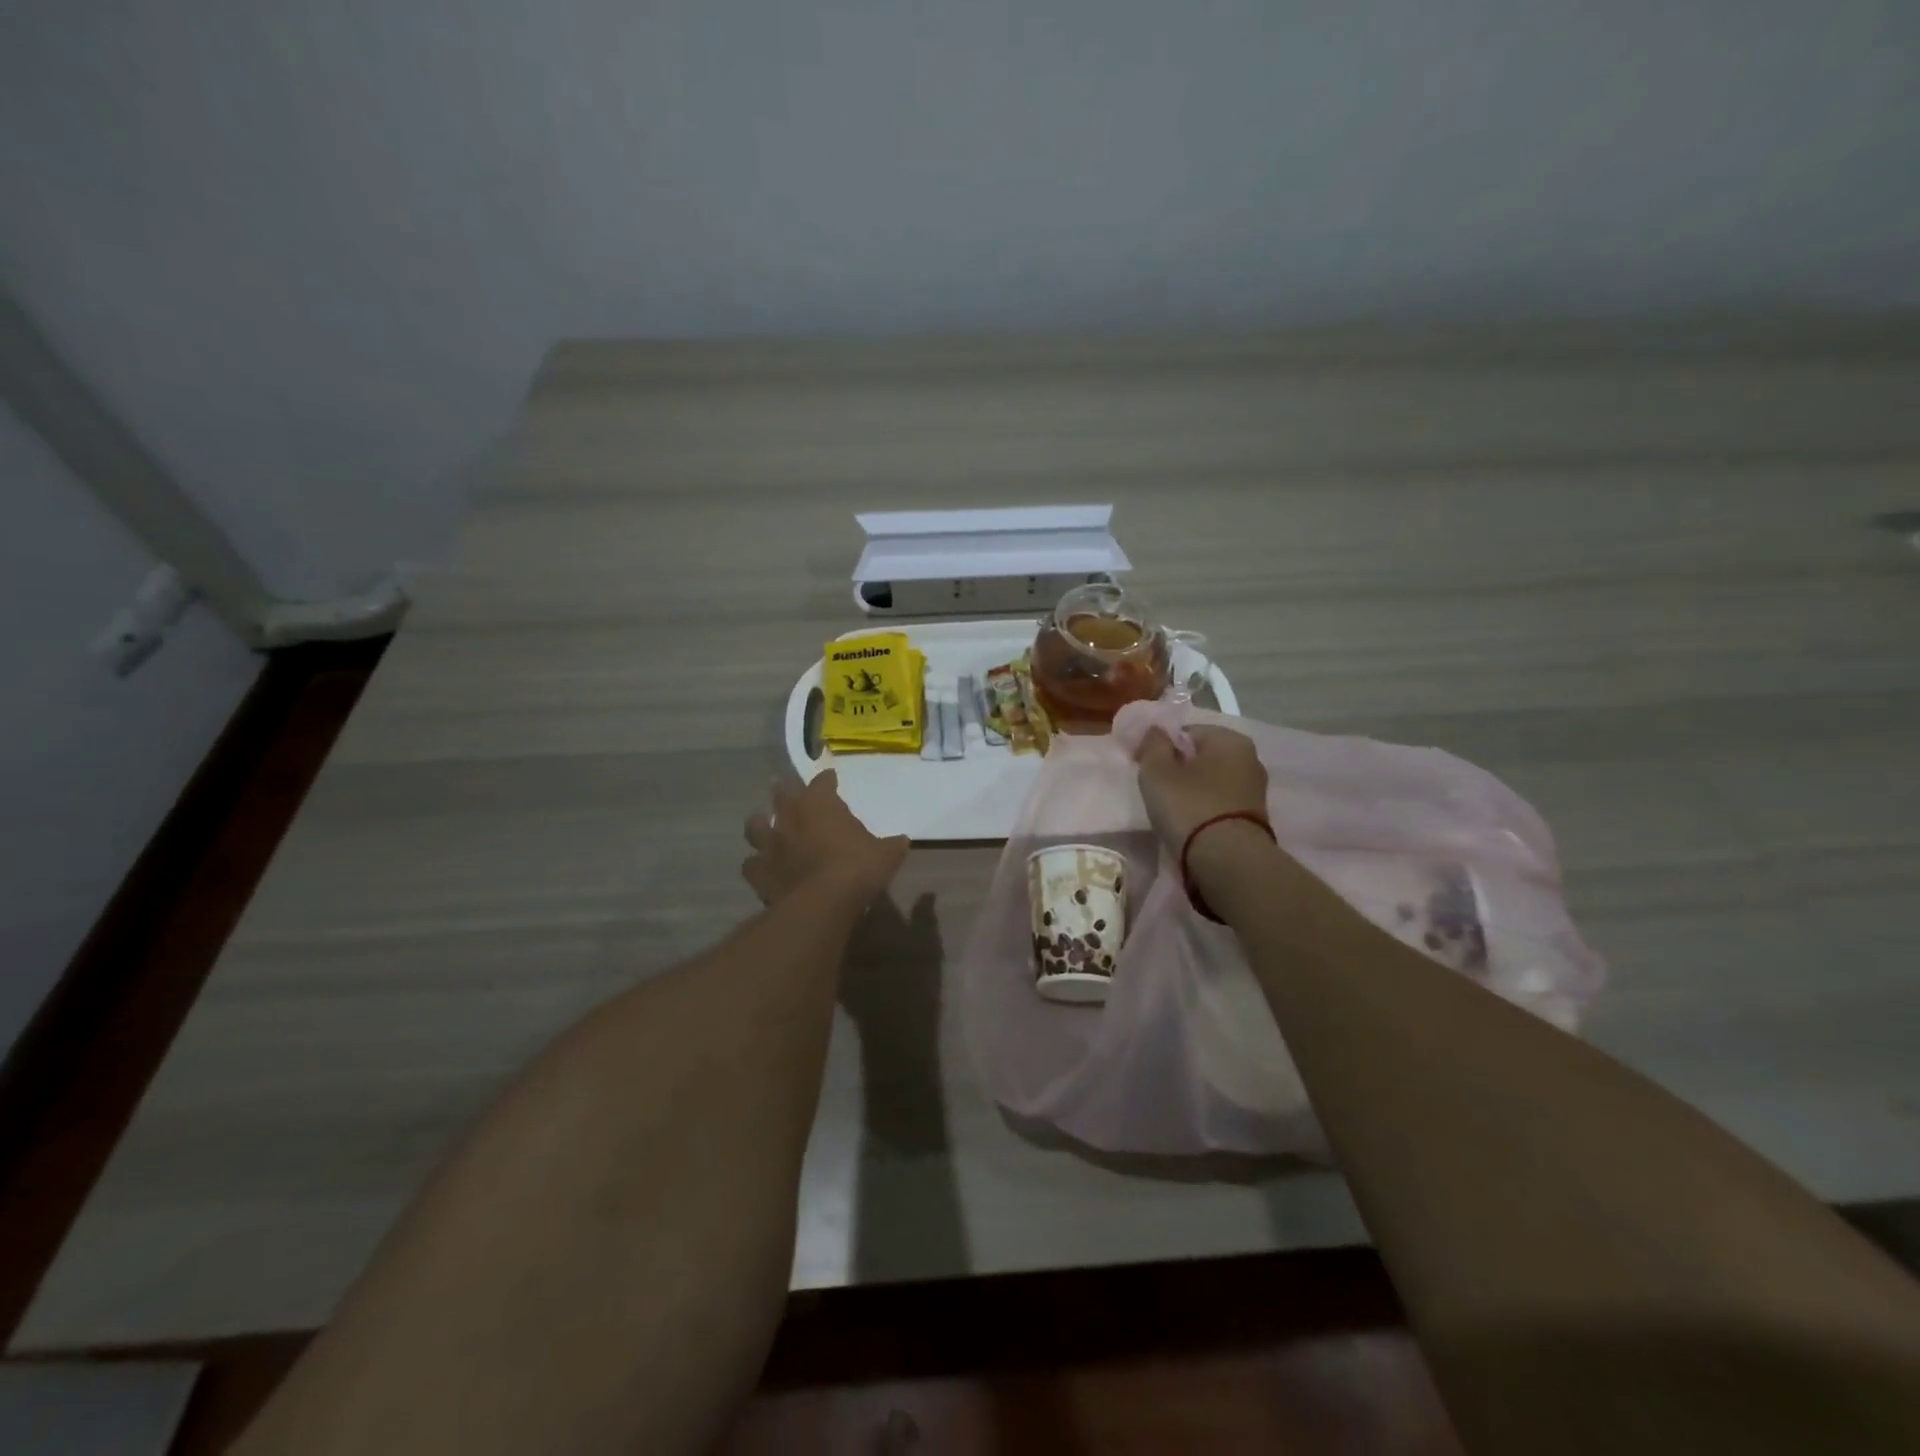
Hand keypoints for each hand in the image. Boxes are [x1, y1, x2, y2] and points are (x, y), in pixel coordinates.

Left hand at [742, 770, 908, 908]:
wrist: (823, 903)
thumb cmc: (857, 868)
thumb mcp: (886, 854)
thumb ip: (891, 844)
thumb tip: (902, 841)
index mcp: (820, 804)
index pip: (821, 782)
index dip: (827, 780)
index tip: (831, 780)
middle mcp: (790, 817)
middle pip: (781, 793)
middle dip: (786, 790)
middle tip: (791, 792)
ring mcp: (769, 844)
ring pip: (755, 824)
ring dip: (761, 824)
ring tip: (767, 826)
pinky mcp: (758, 872)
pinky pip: (751, 863)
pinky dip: (756, 864)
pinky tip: (763, 867)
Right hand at [1134, 725, 1270, 854]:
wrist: (1228, 861)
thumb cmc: (1189, 807)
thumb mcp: (1157, 771)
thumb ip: (1153, 744)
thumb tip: (1156, 730)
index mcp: (1229, 739)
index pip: (1186, 732)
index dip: (1161, 746)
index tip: (1144, 766)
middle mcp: (1250, 758)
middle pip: (1201, 756)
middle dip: (1178, 768)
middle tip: (1156, 789)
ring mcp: (1255, 790)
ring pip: (1211, 781)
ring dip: (1191, 790)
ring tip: (1171, 810)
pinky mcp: (1254, 817)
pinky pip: (1220, 803)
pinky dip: (1204, 808)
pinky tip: (1190, 824)